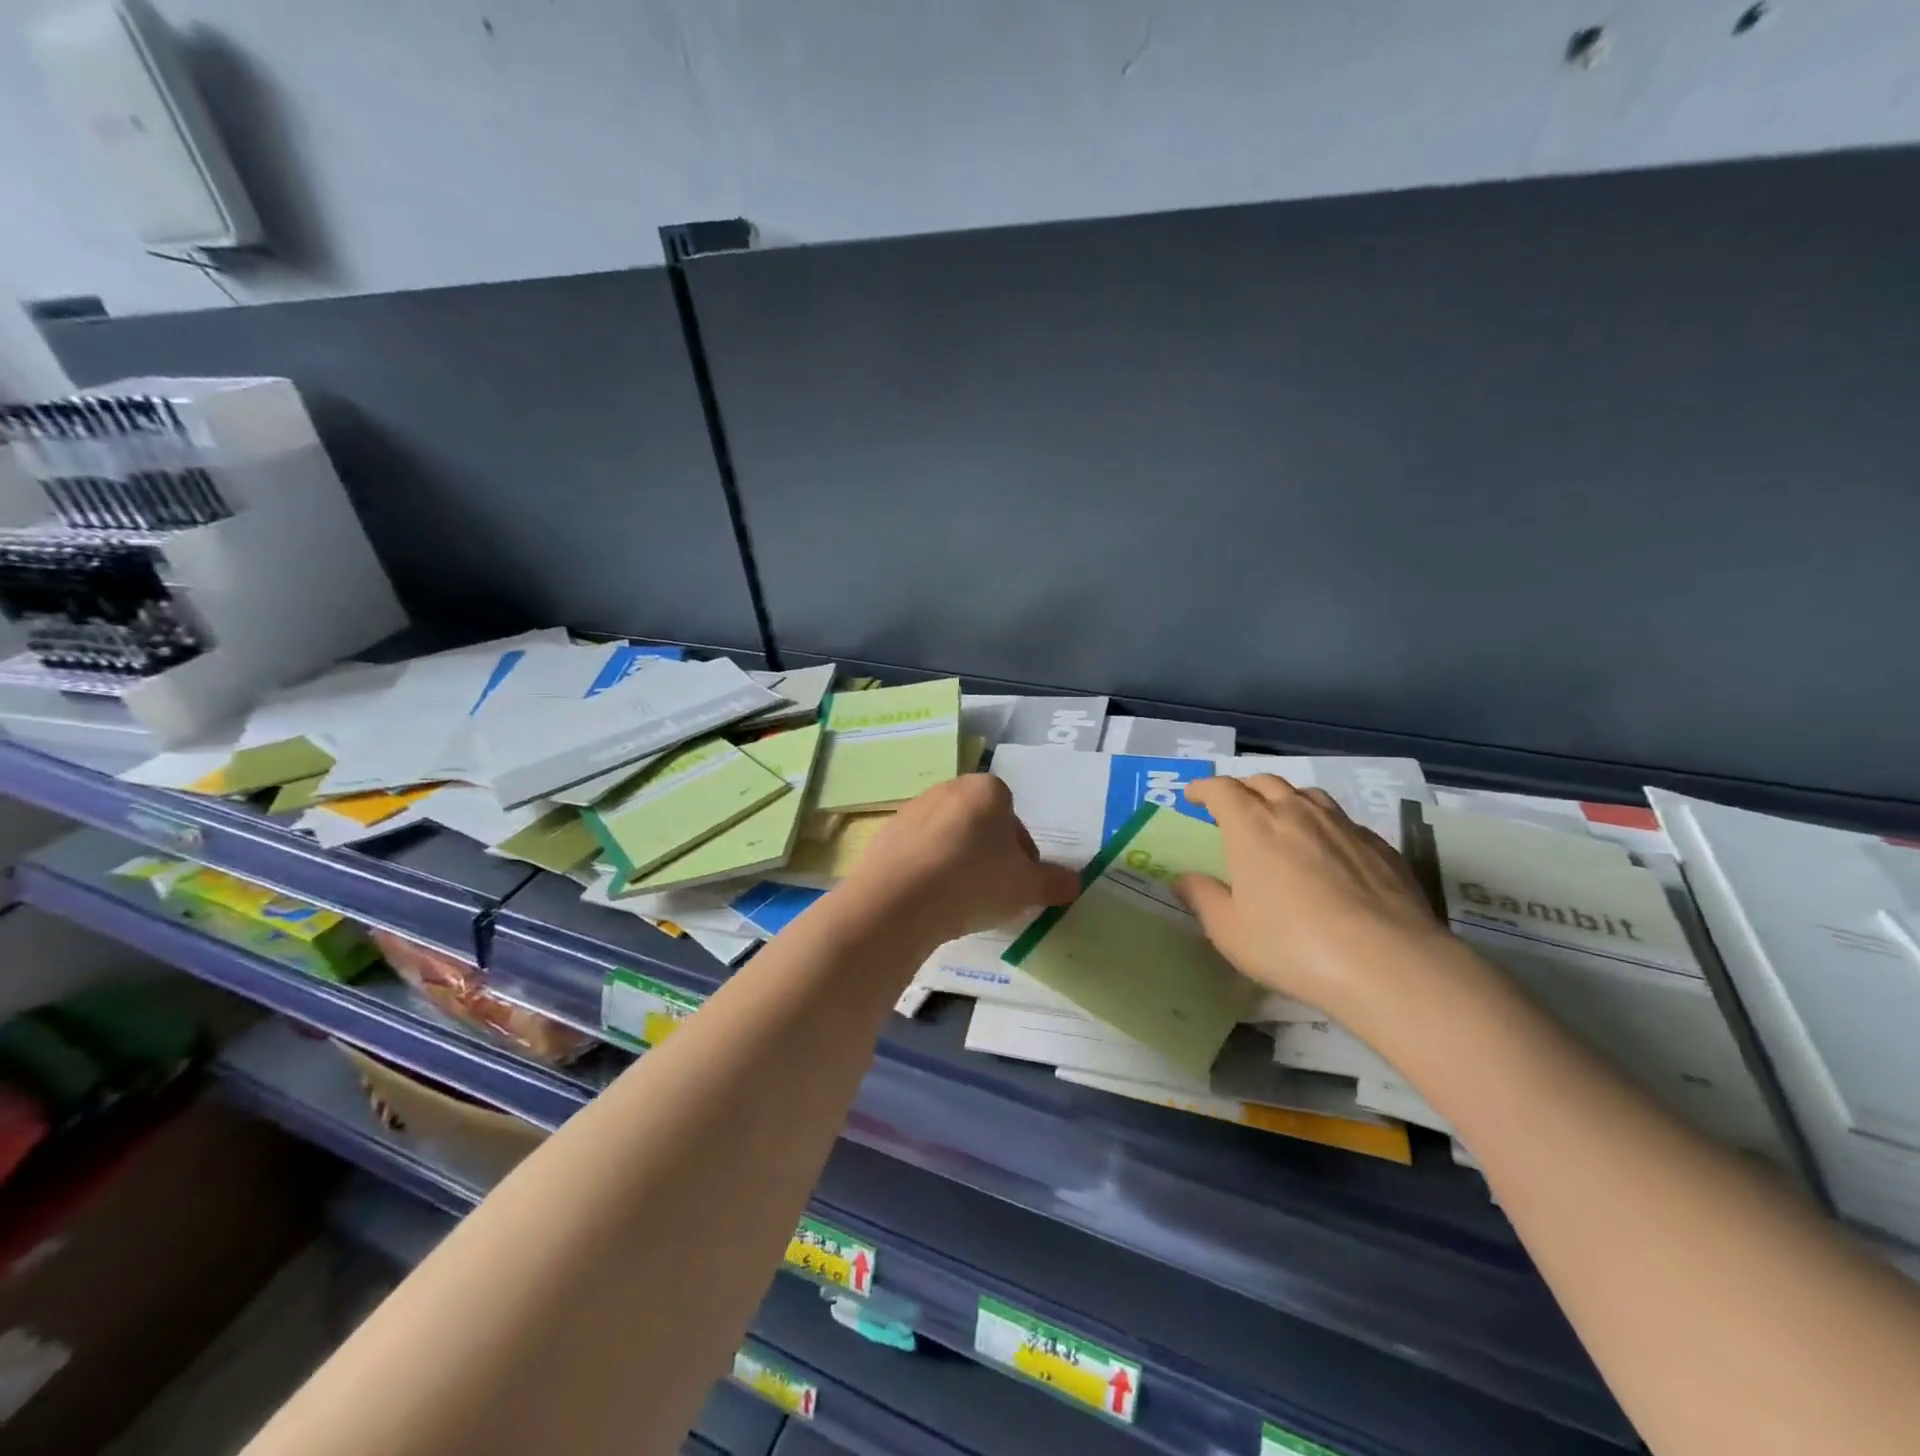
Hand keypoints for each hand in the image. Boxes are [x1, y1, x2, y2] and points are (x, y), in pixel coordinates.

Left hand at [843, 774, 1079, 944]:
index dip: (1021, 853)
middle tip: (992, 892)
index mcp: (987, 790)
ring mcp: (912, 809)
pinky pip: (917, 851)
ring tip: (958, 900)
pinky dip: (927, 870)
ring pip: (947, 837)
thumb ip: (1054, 882)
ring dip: (956, 861)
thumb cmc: (973, 883)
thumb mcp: (1026, 888)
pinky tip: (929, 900)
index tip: (1019, 883)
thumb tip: (1073, 882)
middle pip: (979, 824)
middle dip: (988, 854)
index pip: (1014, 818)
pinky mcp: (885, 834)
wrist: (898, 901)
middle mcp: (948, 789)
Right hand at [1174, 775, 1456, 1027]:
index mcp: (1252, 826)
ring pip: (1307, 794)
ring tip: (1280, 820)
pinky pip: (1342, 821)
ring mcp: (1342, 826)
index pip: (1221, 789)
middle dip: (1243, 789)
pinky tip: (1327, 851)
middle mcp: (1296, 813)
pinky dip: (1323, 825)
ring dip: (1285, 799)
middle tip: (1233, 809)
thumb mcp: (1229, 931)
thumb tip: (1185, 878)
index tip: (1193, 797)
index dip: (1203, 788)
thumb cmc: (1292, 946)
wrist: (1388, 964)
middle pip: (1264, 782)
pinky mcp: (1380, 846)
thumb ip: (1203, 898)